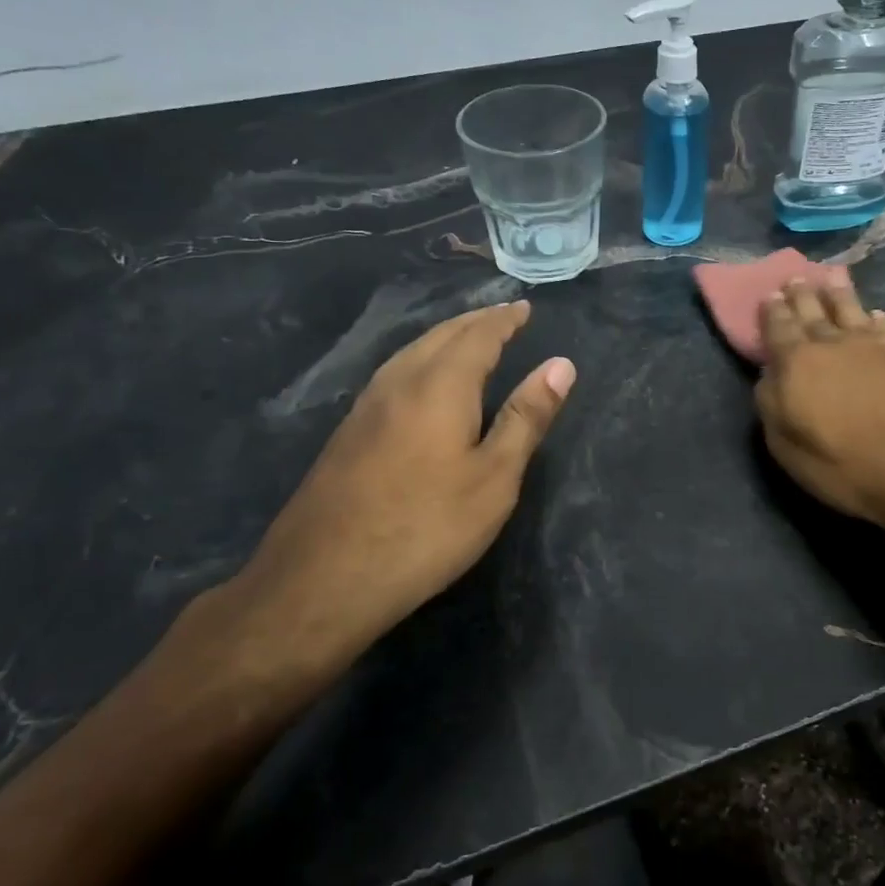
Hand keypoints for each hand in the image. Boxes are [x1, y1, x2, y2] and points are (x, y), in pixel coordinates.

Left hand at [156, 301, 573, 714]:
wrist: (322, 578)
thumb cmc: (426, 527)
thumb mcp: (494, 478)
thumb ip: (526, 418)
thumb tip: (561, 364)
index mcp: (440, 385)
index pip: (479, 336)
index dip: (504, 320)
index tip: (524, 307)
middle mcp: (399, 382)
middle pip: (441, 336)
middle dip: (475, 322)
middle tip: (502, 316)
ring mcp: (366, 406)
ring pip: (412, 352)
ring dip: (445, 337)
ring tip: (468, 338)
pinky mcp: (348, 432)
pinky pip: (394, 374)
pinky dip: (422, 360)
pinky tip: (421, 381)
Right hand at [754, 274, 884, 551]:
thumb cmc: (843, 463)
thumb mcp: (786, 446)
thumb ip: (771, 405)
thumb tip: (769, 377)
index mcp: (796, 363)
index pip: (778, 329)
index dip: (772, 312)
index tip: (768, 294)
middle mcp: (832, 345)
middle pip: (813, 313)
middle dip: (801, 295)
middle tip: (794, 278)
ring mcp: (873, 349)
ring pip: (851, 311)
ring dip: (839, 293)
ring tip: (832, 276)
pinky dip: (878, 320)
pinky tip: (877, 314)